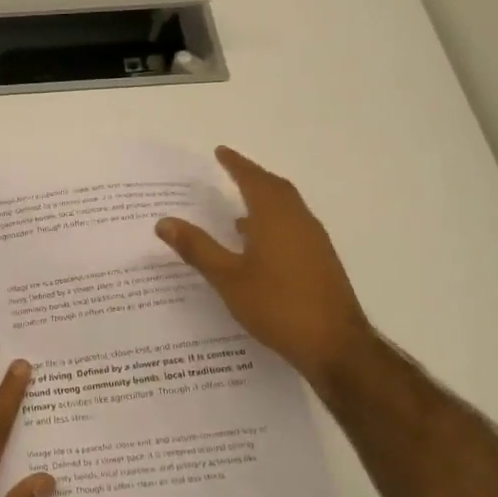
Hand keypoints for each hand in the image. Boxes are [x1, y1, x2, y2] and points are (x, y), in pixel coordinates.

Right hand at [155, 146, 377, 397]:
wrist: (334, 345)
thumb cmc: (277, 305)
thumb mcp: (227, 278)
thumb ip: (197, 248)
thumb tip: (164, 221)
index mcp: (275, 218)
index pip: (253, 180)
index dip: (236, 164)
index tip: (220, 151)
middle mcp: (299, 222)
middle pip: (275, 189)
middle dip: (252, 177)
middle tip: (231, 171)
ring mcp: (314, 242)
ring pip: (287, 208)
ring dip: (264, 200)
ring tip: (238, 208)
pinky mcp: (320, 262)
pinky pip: (293, 227)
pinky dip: (273, 222)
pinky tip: (257, 244)